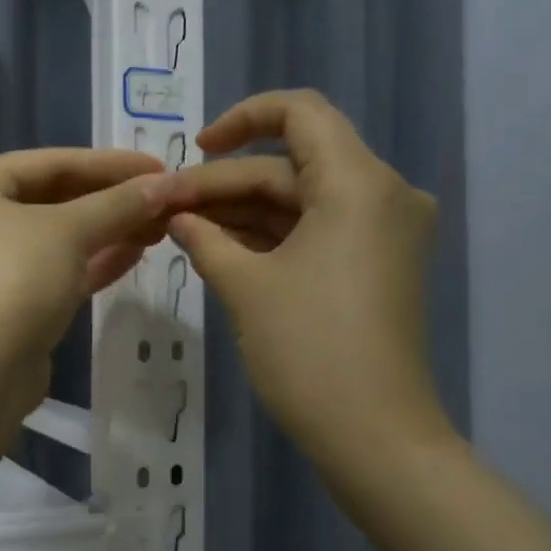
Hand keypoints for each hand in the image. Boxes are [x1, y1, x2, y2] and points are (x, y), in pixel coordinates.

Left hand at [0, 148, 170, 379]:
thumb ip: (117, 204)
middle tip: (163, 200)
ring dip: (106, 232)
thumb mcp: (68, 230)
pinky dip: (91, 264)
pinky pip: (55, 275)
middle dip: (109, 201)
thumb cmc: (11, 277)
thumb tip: (164, 185)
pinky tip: (134, 255)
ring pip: (56, 242)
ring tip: (159, 226)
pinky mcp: (7, 311)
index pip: (47, 162)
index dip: (106, 162)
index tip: (157, 166)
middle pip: (51, 201)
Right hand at [164, 90, 450, 462]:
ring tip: (182, 230)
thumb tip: (178, 217)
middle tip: (167, 208)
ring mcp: (383, 233)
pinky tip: (218, 249)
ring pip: (301, 201)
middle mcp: (382, 195)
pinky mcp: (376, 266)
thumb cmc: (309, 352)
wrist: (375, 437)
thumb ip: (206, 239)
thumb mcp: (246, 288)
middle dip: (226, 183)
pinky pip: (317, 232)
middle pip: (292, 165)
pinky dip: (270, 237)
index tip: (194, 151)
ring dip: (243, 212)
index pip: (300, 112)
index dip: (241, 120)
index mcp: (359, 183)